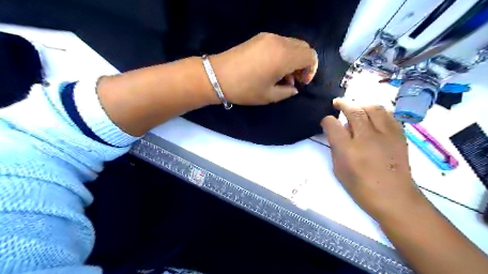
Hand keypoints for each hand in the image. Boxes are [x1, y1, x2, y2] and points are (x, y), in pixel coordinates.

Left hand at [211, 32, 318, 104]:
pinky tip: (272, 67)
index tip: (301, 83)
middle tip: (293, 80)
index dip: (311, 70)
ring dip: (293, 59)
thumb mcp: (269, 96)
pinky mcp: (259, 37)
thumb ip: (288, 91)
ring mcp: (268, 37)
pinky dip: (283, 53)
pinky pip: (280, 43)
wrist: (217, 76)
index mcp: (284, 56)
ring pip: (292, 44)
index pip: (310, 56)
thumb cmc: (245, 89)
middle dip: (303, 64)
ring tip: (281, 75)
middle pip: (303, 46)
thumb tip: (294, 87)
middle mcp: (279, 42)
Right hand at [321, 98, 422, 222]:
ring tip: (355, 107)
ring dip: (361, 104)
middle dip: (343, 104)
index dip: (327, 120)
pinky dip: (377, 112)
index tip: (326, 121)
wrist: (394, 198)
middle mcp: (367, 138)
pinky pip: (388, 115)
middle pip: (354, 111)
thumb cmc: (361, 188)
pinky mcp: (399, 135)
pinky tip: (372, 116)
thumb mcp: (339, 170)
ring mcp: (385, 135)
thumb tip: (336, 133)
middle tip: (337, 103)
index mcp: (348, 150)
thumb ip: (336, 148)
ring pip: (373, 108)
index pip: (333, 125)